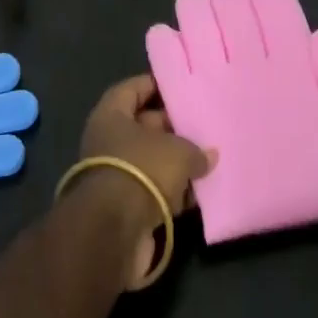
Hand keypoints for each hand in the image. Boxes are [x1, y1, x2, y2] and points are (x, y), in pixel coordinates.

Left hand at [74, 75, 214, 285]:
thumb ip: (196, 150)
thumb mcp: (178, 152)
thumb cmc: (143, 170)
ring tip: (208, 159)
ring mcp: (116, 175)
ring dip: (175, 163)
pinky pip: (153, 190)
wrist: (114, 232)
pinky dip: (172, 191)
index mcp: (112, 115)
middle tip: (202, 125)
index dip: (155, 85)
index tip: (181, 87)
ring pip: (151, 160)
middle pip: (143, 126)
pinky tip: (198, 193)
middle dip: (172, 127)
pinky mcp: (125, 207)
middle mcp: (108, 141)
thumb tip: (209, 155)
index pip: (133, 89)